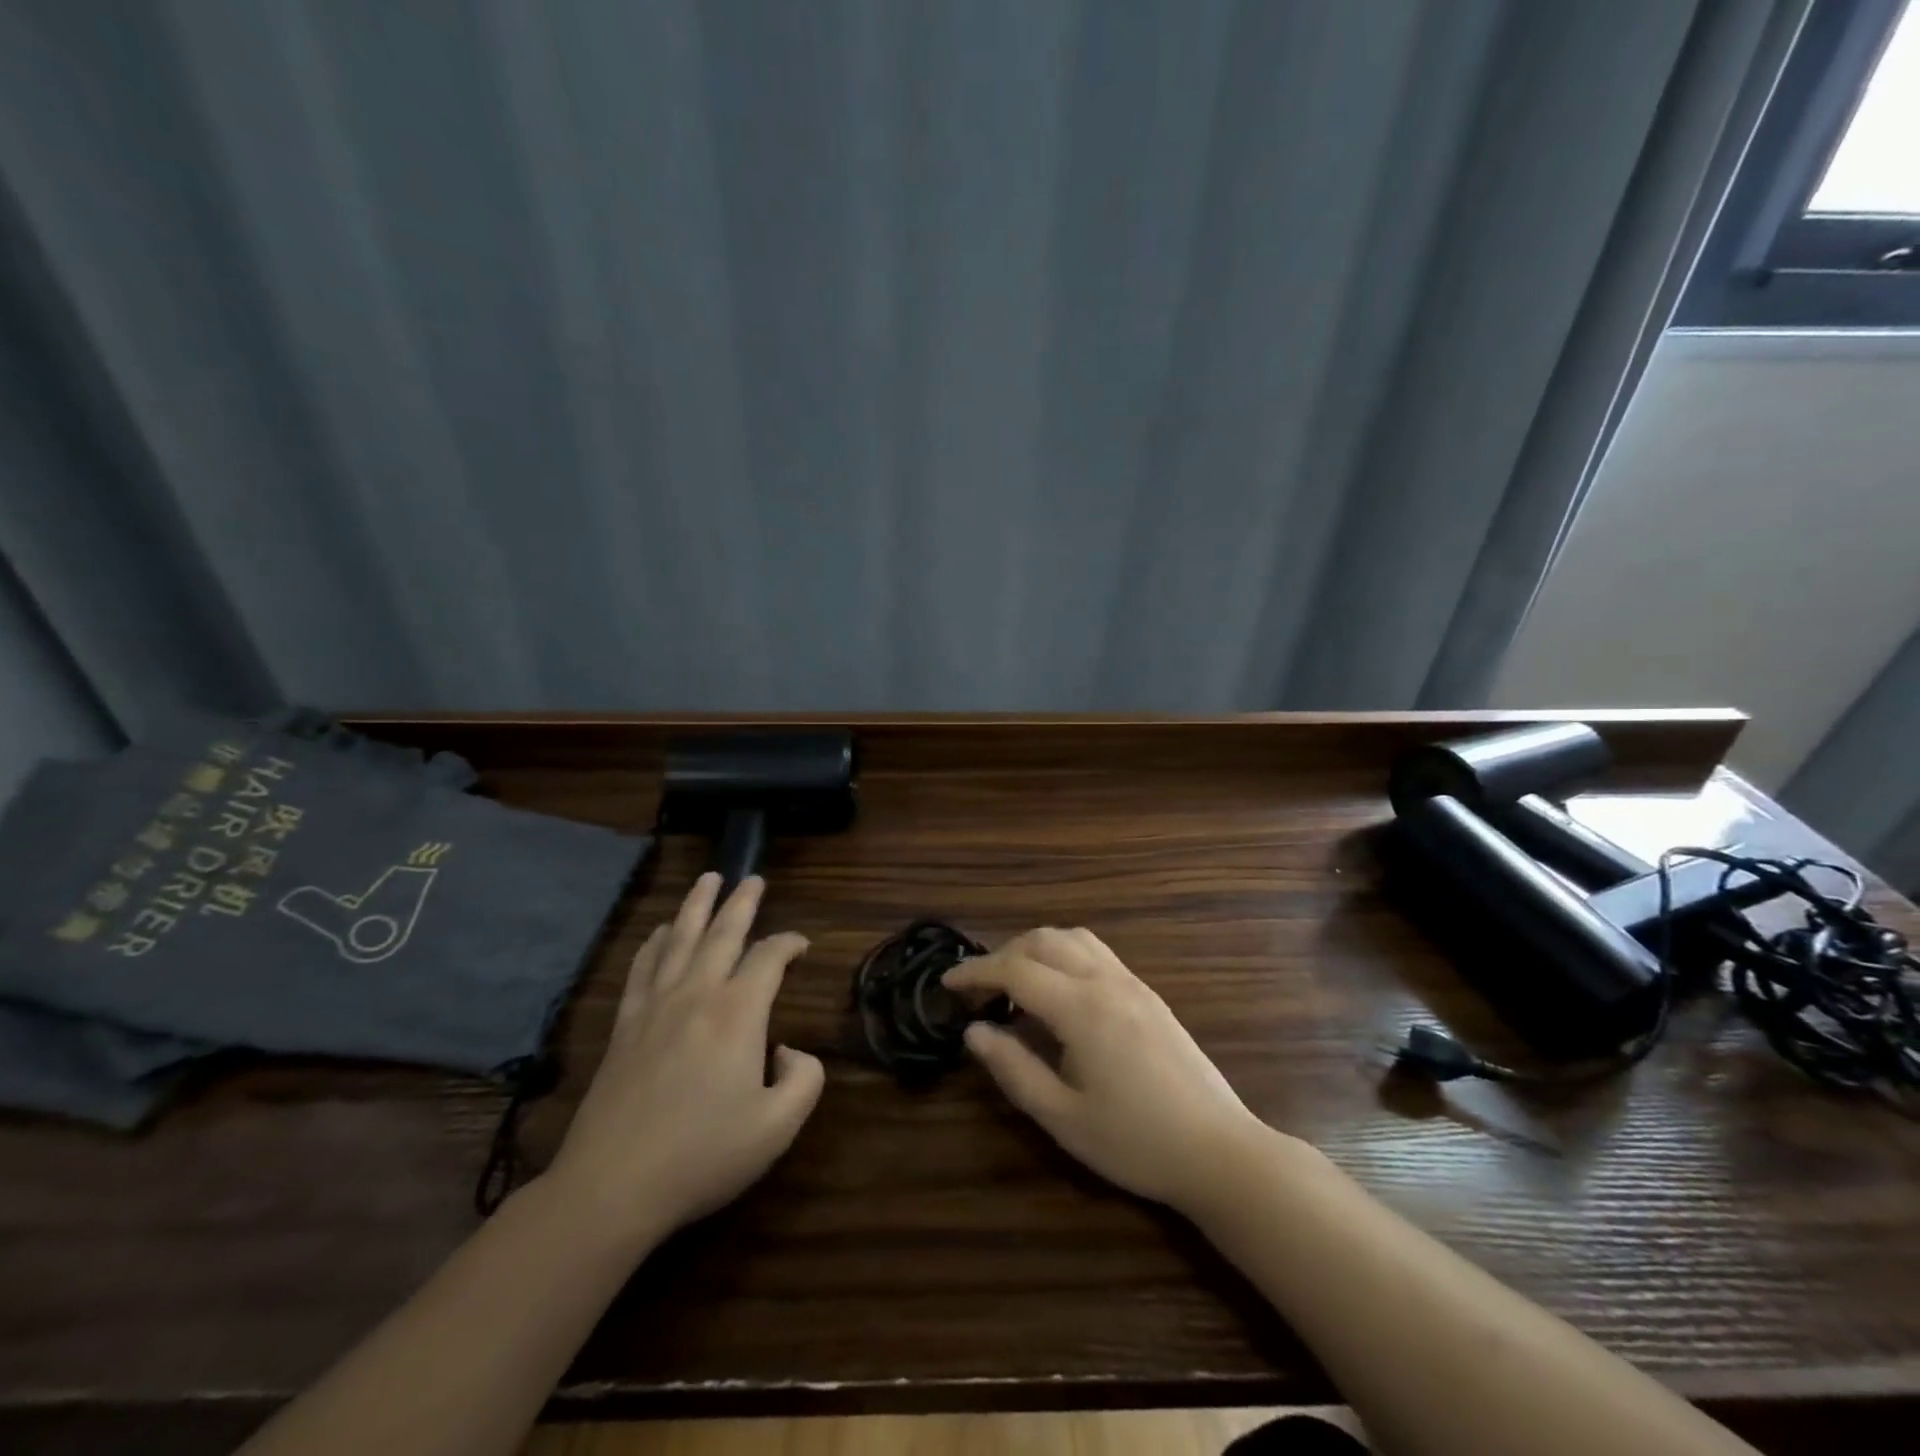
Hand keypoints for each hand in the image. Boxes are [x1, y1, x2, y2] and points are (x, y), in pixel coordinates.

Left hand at [542, 874, 824, 1243]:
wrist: (613, 1186)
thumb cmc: (703, 1155)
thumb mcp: (777, 1126)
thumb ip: (805, 1079)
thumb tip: (790, 1051)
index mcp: (738, 1013)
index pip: (768, 957)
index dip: (789, 943)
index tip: (801, 946)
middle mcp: (696, 994)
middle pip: (722, 933)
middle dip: (742, 902)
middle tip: (753, 878)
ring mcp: (655, 1006)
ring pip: (680, 939)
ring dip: (697, 905)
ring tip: (708, 879)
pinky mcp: (624, 1025)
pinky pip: (642, 967)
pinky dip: (655, 942)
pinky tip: (661, 931)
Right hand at [945, 928, 1271, 1211]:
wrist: (1219, 1151)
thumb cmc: (1136, 1142)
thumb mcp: (1063, 1117)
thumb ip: (1013, 1069)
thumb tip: (973, 1032)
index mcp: (1081, 1008)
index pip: (1015, 970)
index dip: (976, 972)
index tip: (946, 983)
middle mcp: (1106, 981)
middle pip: (1043, 940)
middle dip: (1003, 954)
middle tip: (979, 991)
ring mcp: (1132, 982)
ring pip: (1073, 938)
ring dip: (1035, 948)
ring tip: (1014, 984)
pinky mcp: (1148, 993)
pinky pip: (1096, 952)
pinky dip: (1064, 954)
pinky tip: (1059, 991)